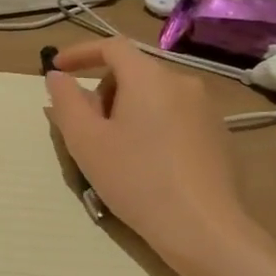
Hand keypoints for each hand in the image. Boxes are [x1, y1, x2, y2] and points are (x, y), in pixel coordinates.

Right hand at [45, 39, 257, 264]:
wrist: (203, 229)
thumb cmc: (135, 178)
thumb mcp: (85, 140)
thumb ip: (66, 100)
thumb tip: (58, 76)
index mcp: (148, 77)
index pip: (111, 46)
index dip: (80, 53)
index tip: (57, 70)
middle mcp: (182, 82)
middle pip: (132, 71)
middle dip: (103, 91)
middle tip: (86, 127)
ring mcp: (206, 108)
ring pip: (153, 94)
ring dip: (126, 109)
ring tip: (115, 149)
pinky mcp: (218, 134)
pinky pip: (174, 115)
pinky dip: (151, 125)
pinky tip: (146, 163)